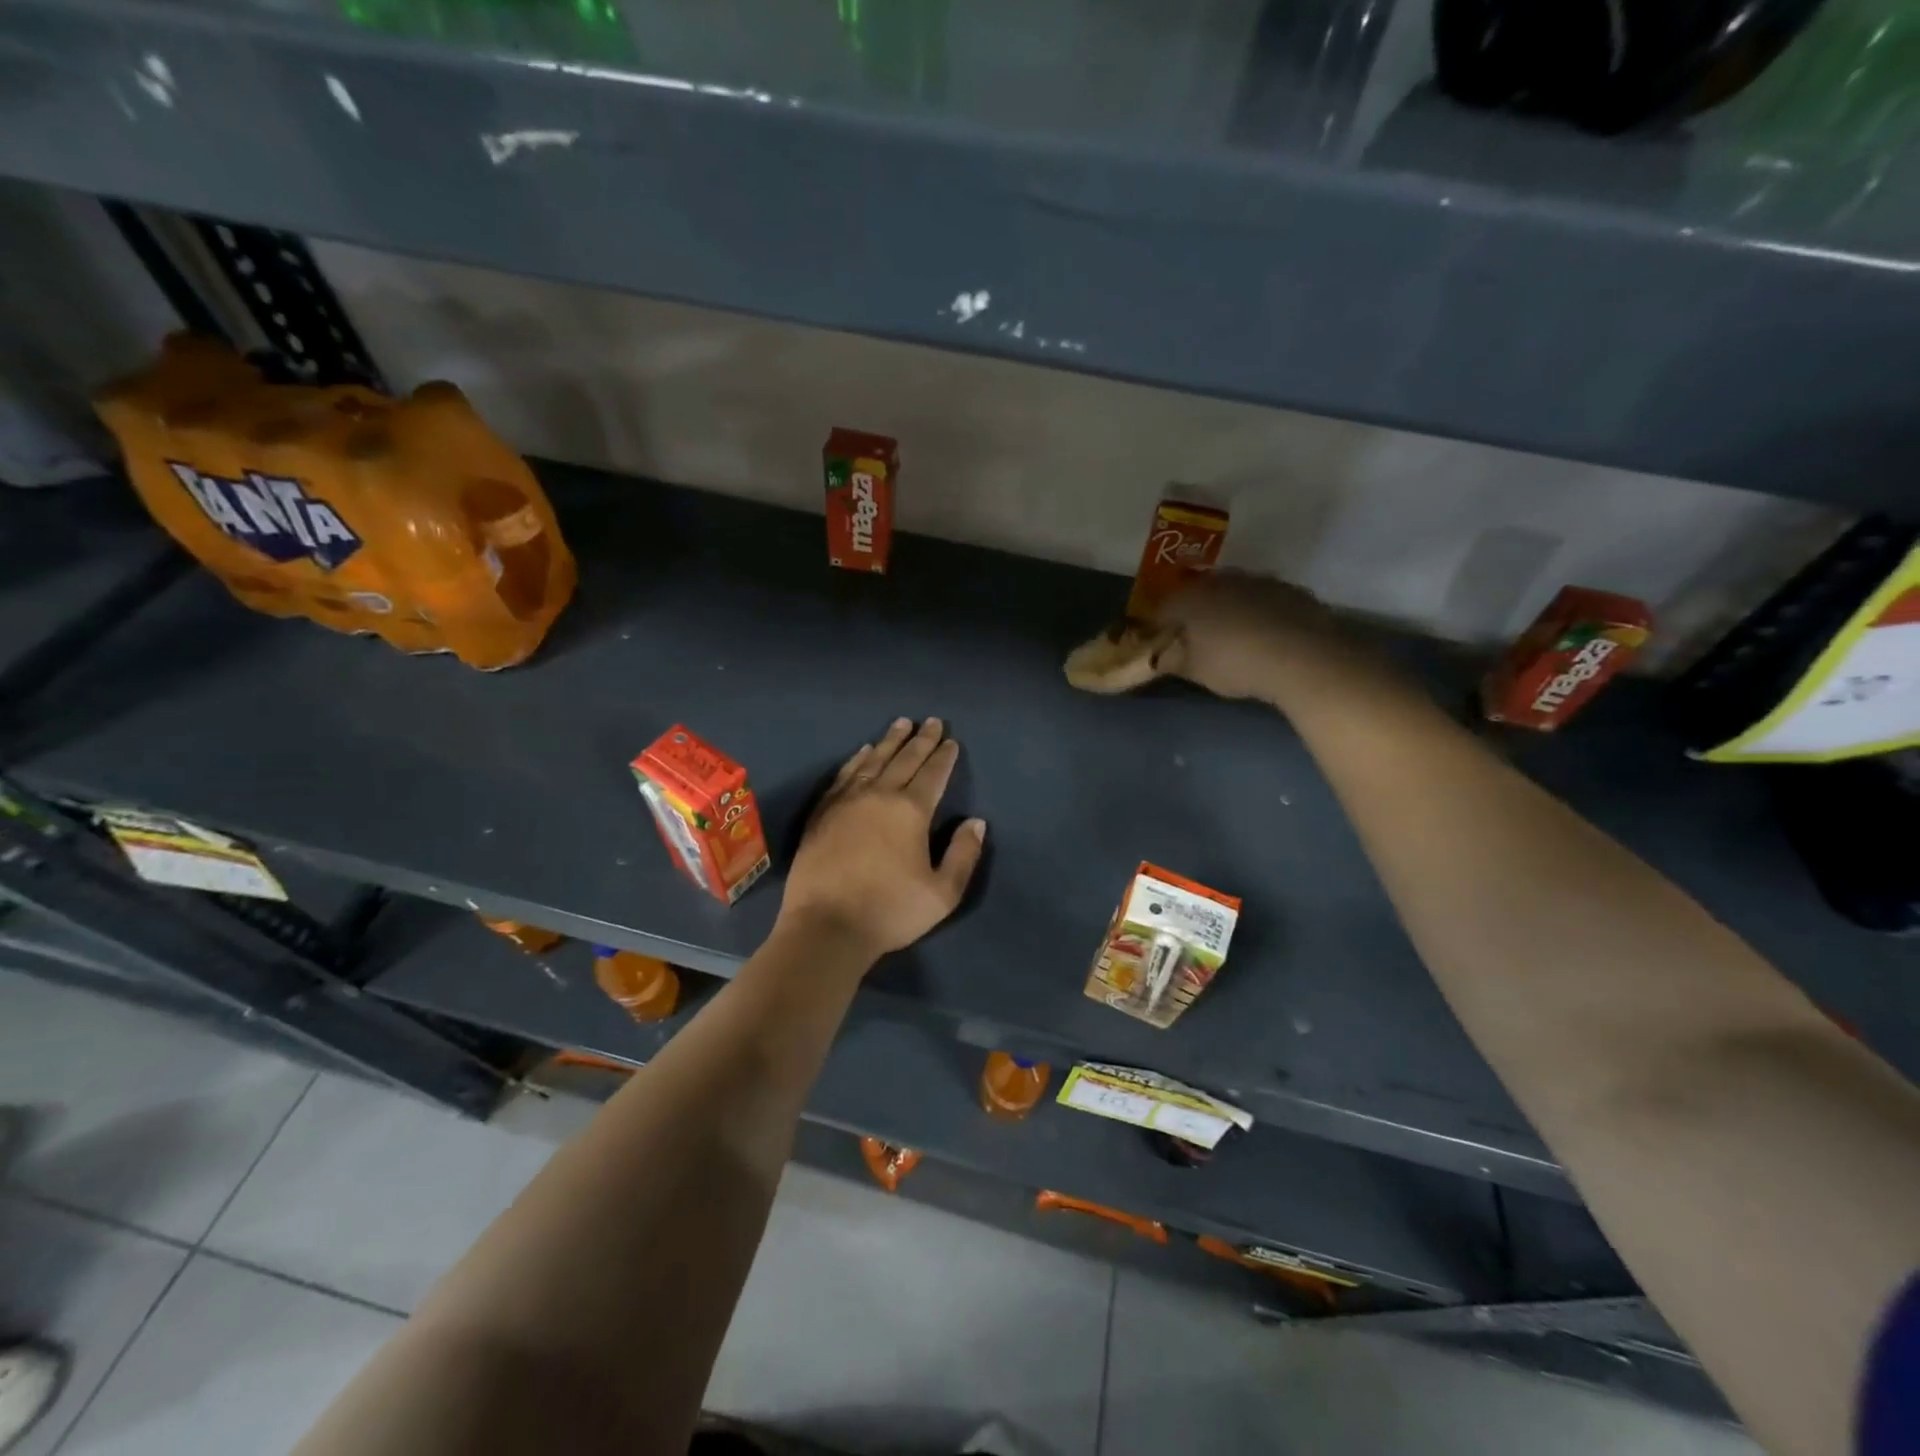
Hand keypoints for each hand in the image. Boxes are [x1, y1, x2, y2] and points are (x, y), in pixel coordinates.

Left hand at [777, 717, 986, 961]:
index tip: (951, 740)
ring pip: (873, 760)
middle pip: (904, 759)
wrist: (826, 926)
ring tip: (901, 724)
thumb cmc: (890, 911)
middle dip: (921, 739)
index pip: (933, 774)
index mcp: (911, 811)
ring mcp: (846, 801)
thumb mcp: (942, 893)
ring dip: (890, 741)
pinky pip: (845, 774)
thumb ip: (964, 855)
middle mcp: (879, 795)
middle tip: (931, 721)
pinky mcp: (823, 812)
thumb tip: (976, 822)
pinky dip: (858, 759)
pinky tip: (863, 752)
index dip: (944, 756)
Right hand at [1150, 571, 1350, 701]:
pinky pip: (1263, 600)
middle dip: (1194, 613)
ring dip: (1228, 609)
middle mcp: (1221, 580)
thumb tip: (1160, 657)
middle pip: (1198, 594)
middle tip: (1195, 638)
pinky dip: (1258, 613)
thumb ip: (1172, 661)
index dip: (1157, 625)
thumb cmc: (1235, 663)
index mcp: (1190, 597)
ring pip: (1233, 593)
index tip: (1158, 641)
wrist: (1303, 656)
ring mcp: (1258, 581)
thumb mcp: (1195, 671)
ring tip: (1233, 636)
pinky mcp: (1290, 589)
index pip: (1162, 607)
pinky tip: (1265, 635)